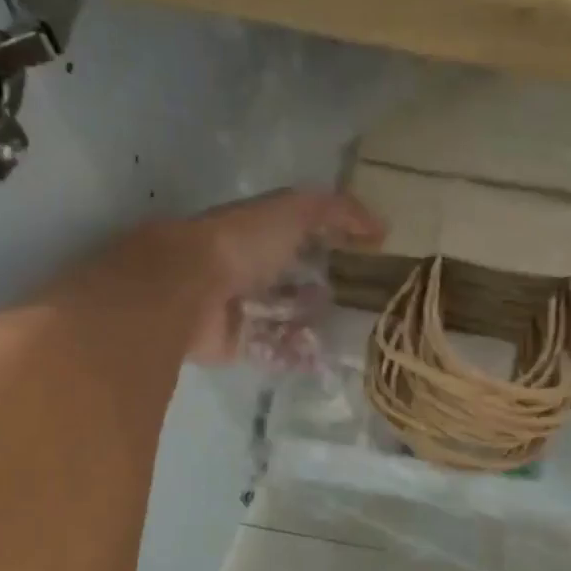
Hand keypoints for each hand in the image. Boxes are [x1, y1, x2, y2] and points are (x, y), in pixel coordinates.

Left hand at [102, 189, 382, 363]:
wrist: (188, 289)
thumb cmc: (242, 243)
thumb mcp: (296, 211)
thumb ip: (339, 211)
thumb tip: (382, 226)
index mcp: (262, 234)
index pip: (306, 238)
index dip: (337, 246)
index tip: (371, 261)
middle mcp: (252, 269)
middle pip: (298, 283)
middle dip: (329, 294)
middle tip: (366, 308)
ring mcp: (244, 308)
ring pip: (289, 320)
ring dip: (317, 327)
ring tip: (351, 337)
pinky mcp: (238, 344)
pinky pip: (275, 351)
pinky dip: (297, 355)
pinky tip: (325, 359)